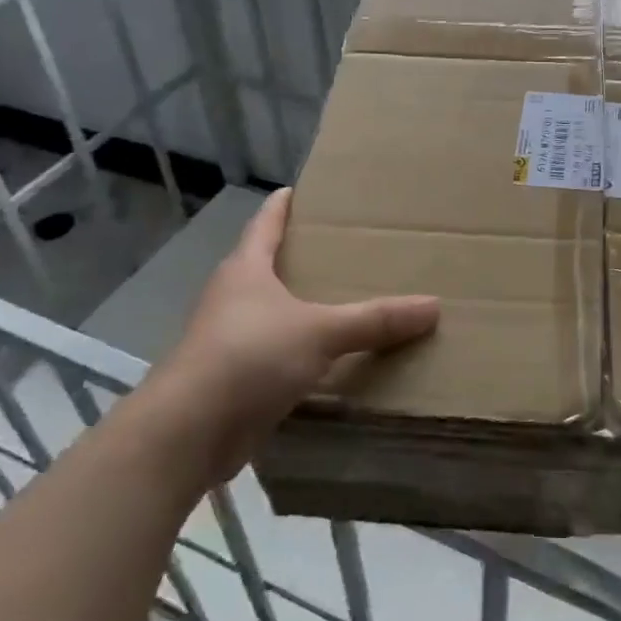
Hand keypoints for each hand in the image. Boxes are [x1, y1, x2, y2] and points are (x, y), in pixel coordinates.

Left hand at [155, 188, 438, 473]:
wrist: (187, 433)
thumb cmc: (248, 357)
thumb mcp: (320, 332)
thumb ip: (375, 320)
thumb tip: (433, 307)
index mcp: (246, 269)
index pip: (266, 222)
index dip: (284, 204)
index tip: (302, 188)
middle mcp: (233, 297)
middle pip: (268, 264)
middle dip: (302, 255)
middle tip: (347, 246)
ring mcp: (229, 338)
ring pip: (273, 311)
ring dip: (302, 305)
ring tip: (345, 298)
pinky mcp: (233, 378)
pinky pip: (276, 352)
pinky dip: (300, 349)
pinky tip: (328, 356)